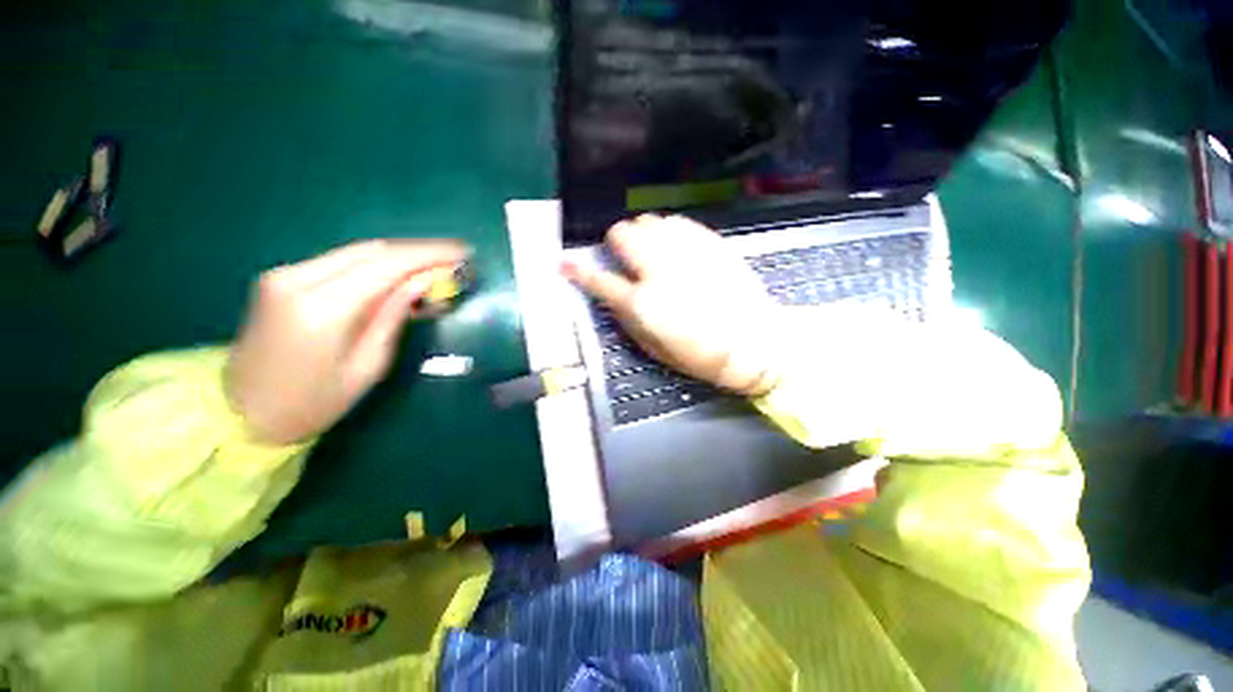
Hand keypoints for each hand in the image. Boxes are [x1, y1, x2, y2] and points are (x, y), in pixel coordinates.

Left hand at [227, 239, 470, 444]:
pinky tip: (401, 271)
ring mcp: (285, 274)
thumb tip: (425, 281)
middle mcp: (298, 279)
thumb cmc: (312, 403)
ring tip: (437, 262)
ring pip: (359, 251)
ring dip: (402, 254)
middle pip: (373, 250)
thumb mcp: (367, 366)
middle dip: (420, 251)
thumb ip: (394, 315)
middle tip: (457, 257)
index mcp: (321, 309)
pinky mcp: (283, 277)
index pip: (387, 265)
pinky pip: (342, 260)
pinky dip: (378, 262)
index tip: (464, 254)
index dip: (430, 256)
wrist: (240, 413)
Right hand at [564, 214, 781, 395]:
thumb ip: (628, 320)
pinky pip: (677, 223)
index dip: (578, 271)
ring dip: (641, 234)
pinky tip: (673, 245)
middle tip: (622, 256)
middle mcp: (660, 270)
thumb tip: (613, 298)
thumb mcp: (654, 350)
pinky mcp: (709, 243)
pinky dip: (666, 231)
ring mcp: (686, 252)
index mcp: (643, 303)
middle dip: (615, 242)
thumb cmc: (701, 356)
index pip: (599, 279)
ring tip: (650, 250)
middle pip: (623, 234)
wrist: (754, 343)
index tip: (565, 263)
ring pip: (648, 221)